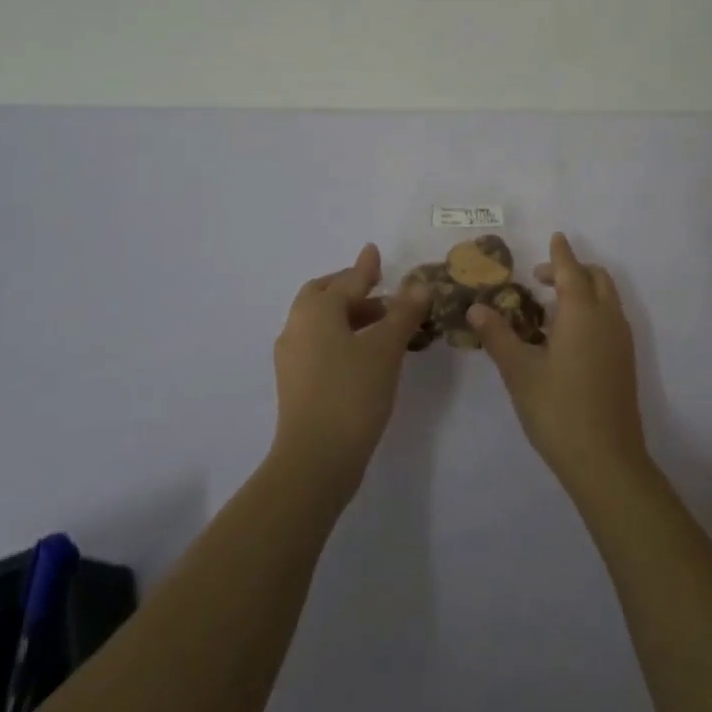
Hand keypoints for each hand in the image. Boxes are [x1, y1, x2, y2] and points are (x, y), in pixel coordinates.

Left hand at [272, 243, 427, 492]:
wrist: (315, 460)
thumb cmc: (352, 393)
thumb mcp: (386, 348)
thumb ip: (403, 313)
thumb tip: (419, 284)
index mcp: (316, 310)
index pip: (348, 280)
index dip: (366, 267)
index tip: (374, 251)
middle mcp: (298, 326)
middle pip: (324, 295)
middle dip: (352, 289)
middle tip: (380, 290)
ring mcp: (292, 357)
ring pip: (322, 322)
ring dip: (350, 316)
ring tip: (384, 324)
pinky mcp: (295, 383)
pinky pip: (320, 344)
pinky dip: (342, 337)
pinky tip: (366, 353)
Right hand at [472, 233, 648, 492]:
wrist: (606, 461)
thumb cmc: (558, 410)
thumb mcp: (519, 371)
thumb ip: (498, 335)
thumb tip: (477, 307)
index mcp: (582, 312)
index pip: (570, 270)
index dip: (560, 253)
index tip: (554, 237)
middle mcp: (607, 318)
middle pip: (596, 278)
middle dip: (572, 269)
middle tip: (540, 279)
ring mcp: (621, 341)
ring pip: (607, 298)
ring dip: (583, 290)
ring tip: (550, 308)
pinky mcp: (625, 361)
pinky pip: (610, 318)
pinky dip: (592, 310)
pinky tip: (567, 337)